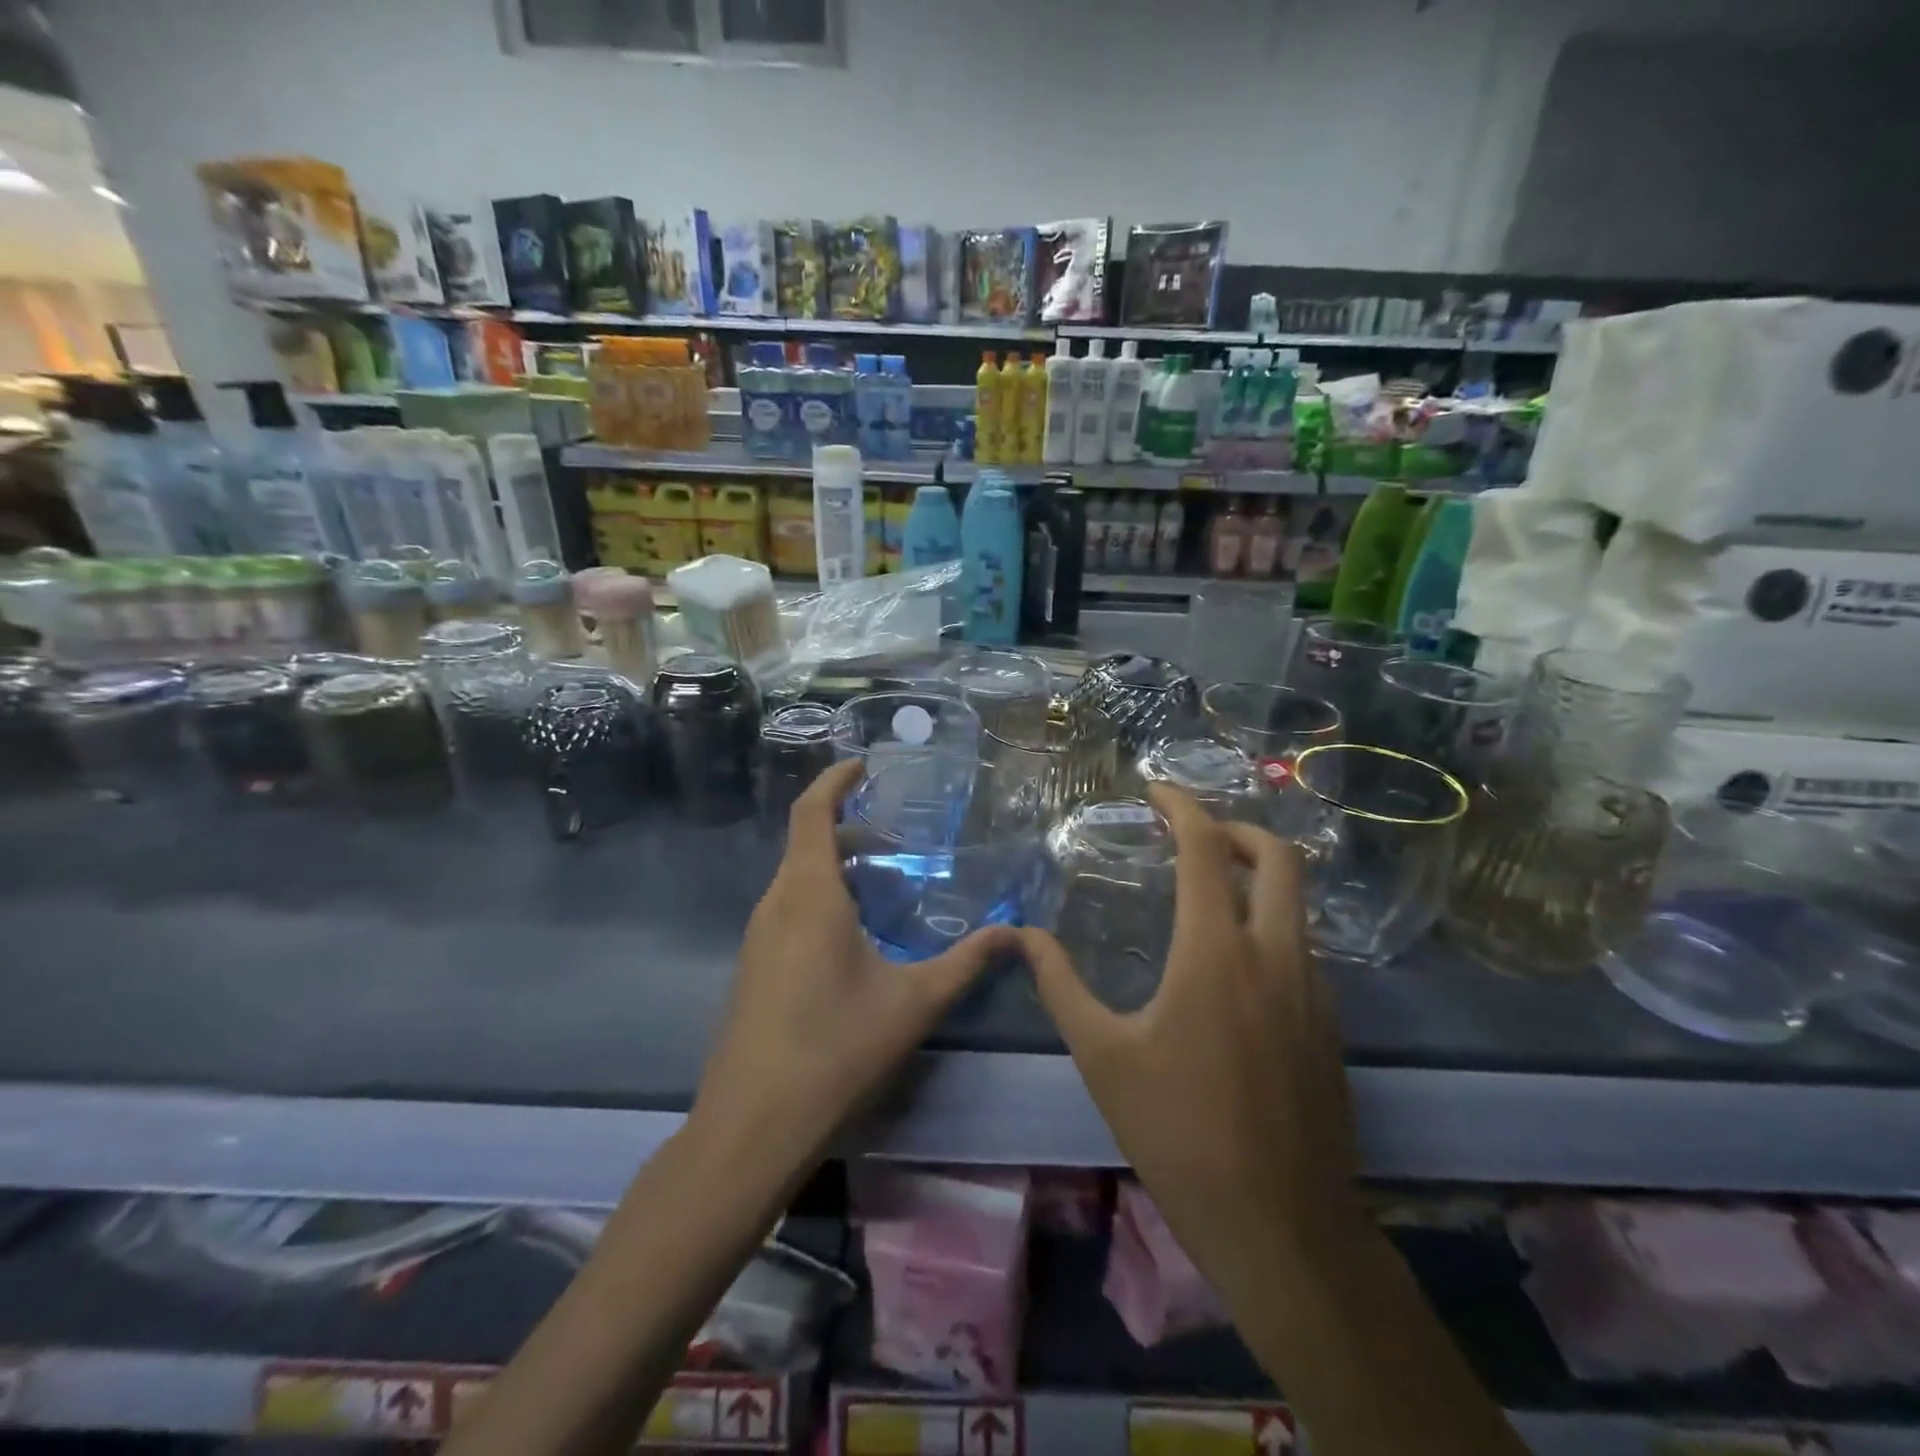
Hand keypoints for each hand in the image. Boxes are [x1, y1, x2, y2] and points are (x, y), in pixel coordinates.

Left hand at [692, 758, 1016, 1176]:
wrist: (752, 1126)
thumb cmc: (836, 1048)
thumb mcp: (914, 1002)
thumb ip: (967, 962)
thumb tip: (1015, 933)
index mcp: (808, 894)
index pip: (811, 812)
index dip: (834, 780)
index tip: (863, 764)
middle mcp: (776, 904)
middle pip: (805, 843)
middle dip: (847, 825)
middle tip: (896, 830)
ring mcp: (758, 938)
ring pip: (797, 879)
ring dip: (835, 864)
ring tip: (885, 877)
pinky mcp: (754, 968)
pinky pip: (789, 909)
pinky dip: (822, 897)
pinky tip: (856, 933)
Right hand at [1021, 785, 1363, 1273]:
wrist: (1280, 1225)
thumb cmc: (1178, 1132)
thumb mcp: (1103, 1055)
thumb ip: (1060, 984)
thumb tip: (1021, 936)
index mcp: (1215, 952)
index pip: (1205, 849)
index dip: (1182, 806)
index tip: (1156, 790)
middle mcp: (1274, 955)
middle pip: (1279, 856)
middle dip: (1236, 828)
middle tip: (1193, 833)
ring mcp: (1313, 989)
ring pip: (1297, 902)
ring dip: (1257, 876)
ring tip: (1207, 889)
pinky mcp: (1329, 1024)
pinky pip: (1302, 946)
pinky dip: (1269, 923)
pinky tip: (1232, 962)